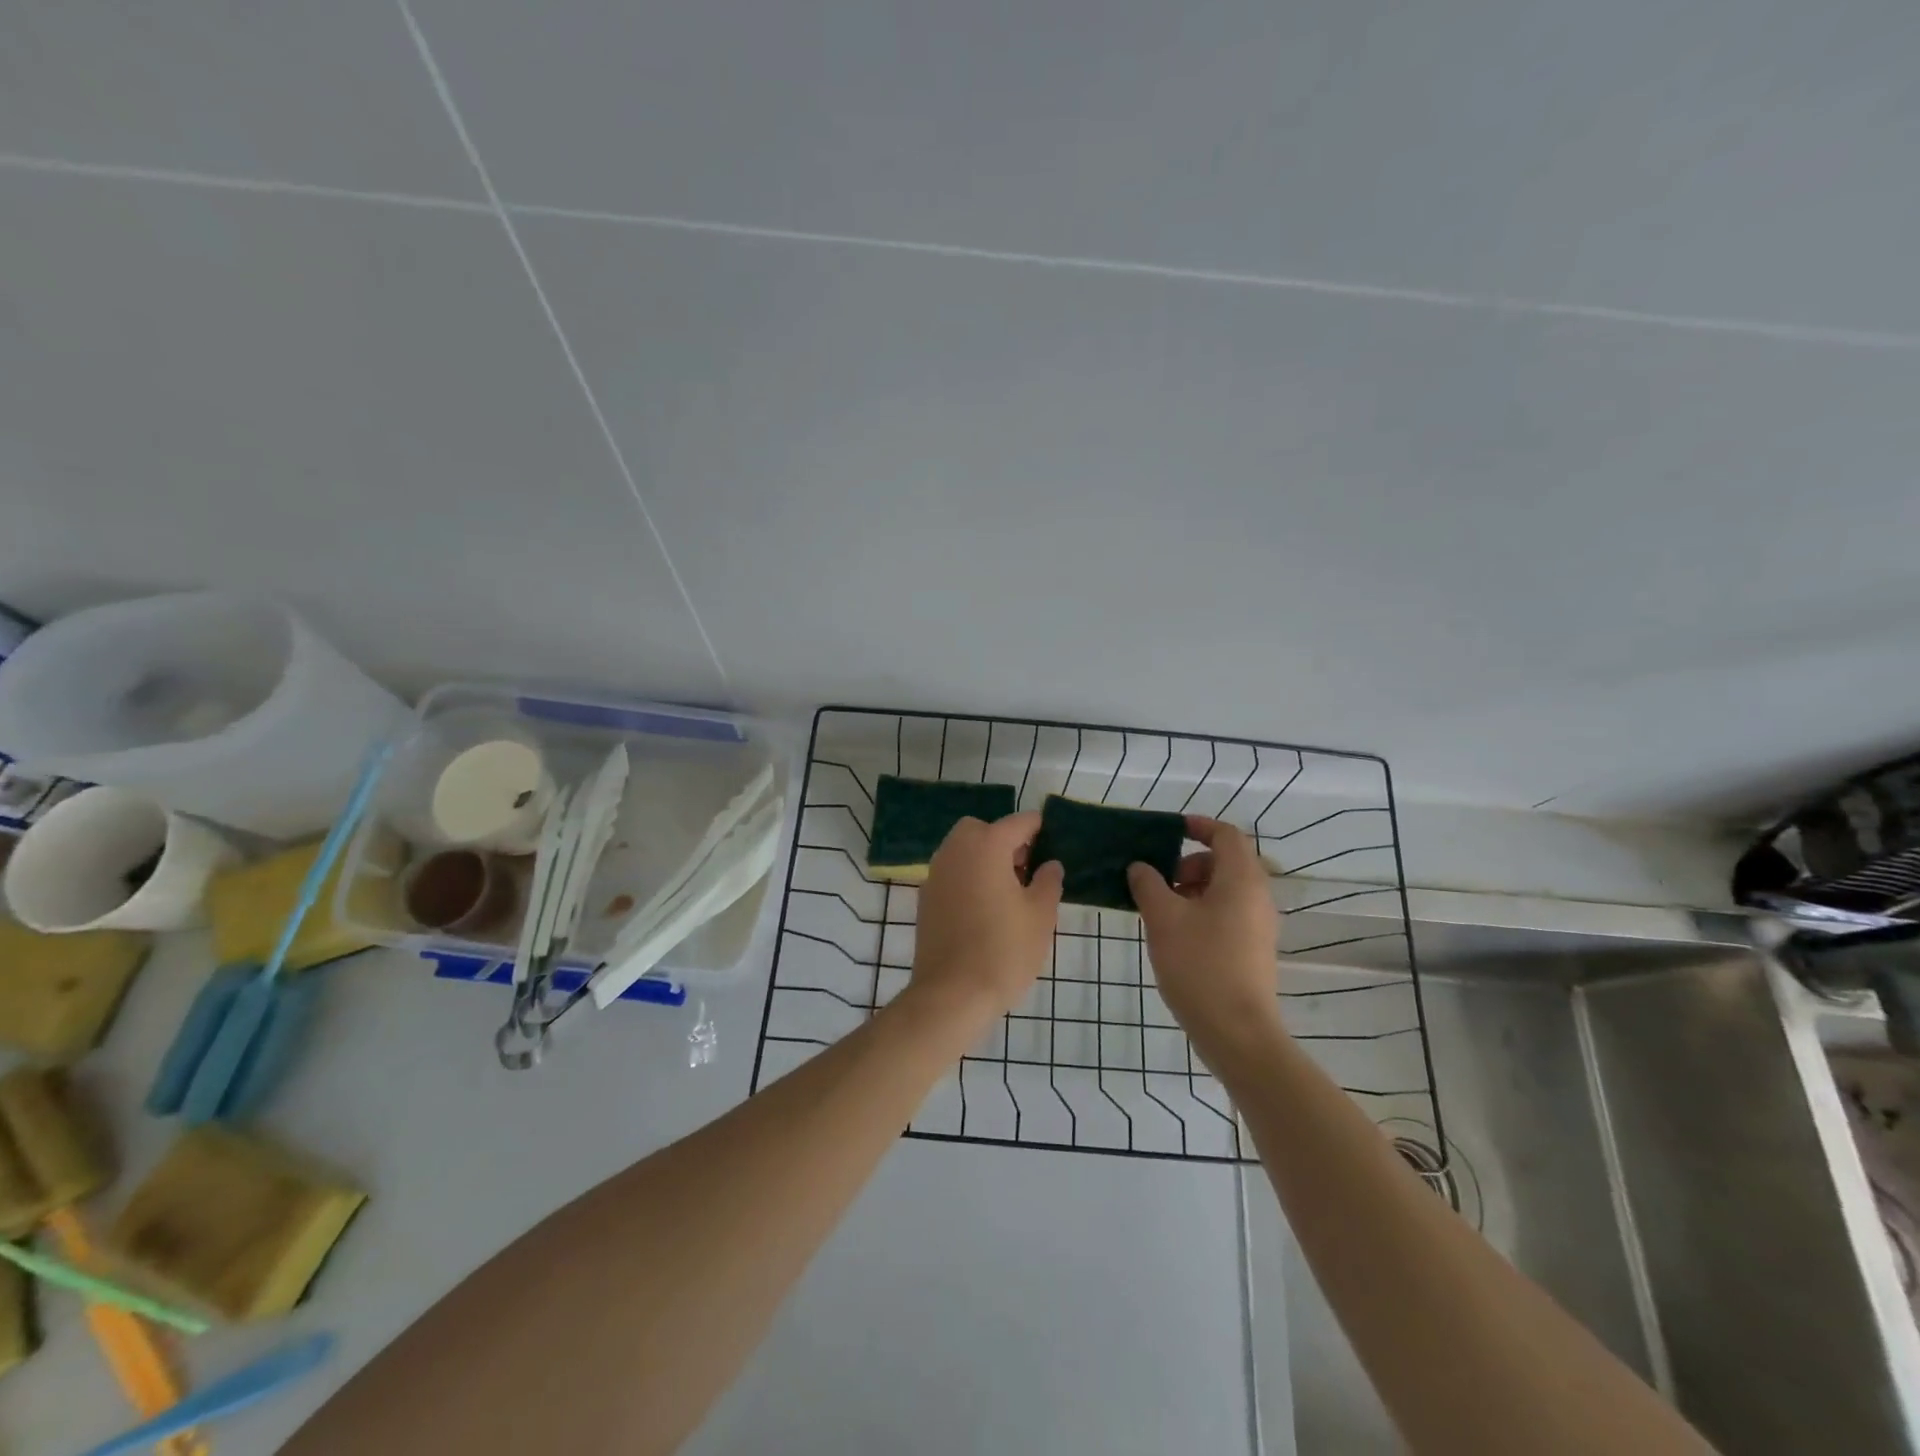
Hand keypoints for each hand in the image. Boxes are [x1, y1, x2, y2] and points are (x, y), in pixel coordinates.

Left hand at [908, 812, 1063, 1020]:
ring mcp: (935, 873)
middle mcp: (956, 850)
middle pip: (982, 829)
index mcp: (987, 846)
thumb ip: (1048, 882)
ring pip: (962, 850)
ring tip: (1008, 892)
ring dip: (984, 858)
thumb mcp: (1040, 916)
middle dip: (1005, 841)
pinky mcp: (925, 898)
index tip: (1053, 846)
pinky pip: (951, 873)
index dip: (1039, 830)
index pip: (1019, 822)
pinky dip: (968, 878)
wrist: (952, 994)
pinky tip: (984, 909)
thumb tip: (1050, 865)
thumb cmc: (1004, 950)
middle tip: (1026, 869)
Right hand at [1128, 817, 1283, 1051]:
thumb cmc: (1200, 965)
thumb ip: (1148, 885)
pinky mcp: (1254, 949)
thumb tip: (1140, 867)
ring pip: (1226, 889)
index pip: (1227, 835)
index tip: (1170, 830)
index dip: (1199, 826)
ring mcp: (1259, 925)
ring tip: (1162, 909)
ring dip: (1193, 887)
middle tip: (1159, 879)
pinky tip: (1176, 933)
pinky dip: (1203, 909)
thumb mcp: (1163, 919)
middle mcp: (1258, 896)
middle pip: (1227, 861)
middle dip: (1190, 862)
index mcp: (1241, 880)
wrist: (1237, 1033)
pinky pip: (1229, 912)